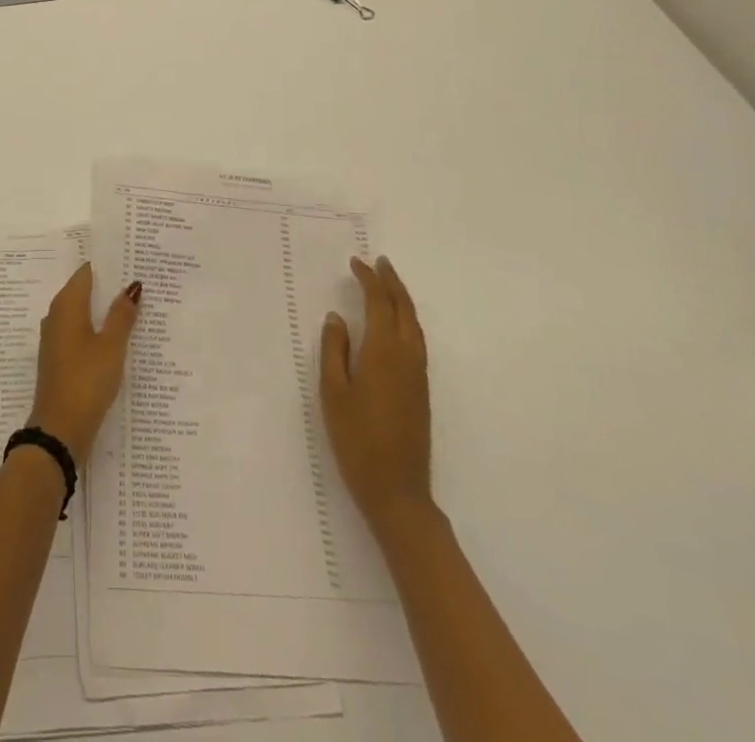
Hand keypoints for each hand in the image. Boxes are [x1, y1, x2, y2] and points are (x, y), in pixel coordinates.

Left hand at [28, 264, 140, 460]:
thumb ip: (122, 315)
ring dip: (103, 310)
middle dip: (108, 286)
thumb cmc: (86, 380)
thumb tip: (132, 286)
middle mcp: (56, 316)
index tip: (130, 259)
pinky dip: (97, 329)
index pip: (86, 272)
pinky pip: (80, 333)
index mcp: (66, 305)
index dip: (107, 265)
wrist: (60, 430)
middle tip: (138, 281)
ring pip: (82, 313)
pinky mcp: (59, 359)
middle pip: (83, 291)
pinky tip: (116, 337)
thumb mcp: (111, 346)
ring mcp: (56, 339)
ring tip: (134, 306)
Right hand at [320, 256, 432, 536]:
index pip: (380, 304)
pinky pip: (417, 341)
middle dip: (392, 282)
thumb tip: (337, 317)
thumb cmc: (356, 439)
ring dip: (402, 300)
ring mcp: (418, 375)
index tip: (356, 262)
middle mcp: (407, 357)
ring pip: (415, 325)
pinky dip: (407, 320)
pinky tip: (396, 324)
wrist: (397, 491)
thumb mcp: (333, 392)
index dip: (369, 279)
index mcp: (384, 352)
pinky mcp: (421, 391)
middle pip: (404, 309)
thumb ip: (334, 350)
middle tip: (378, 262)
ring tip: (387, 284)